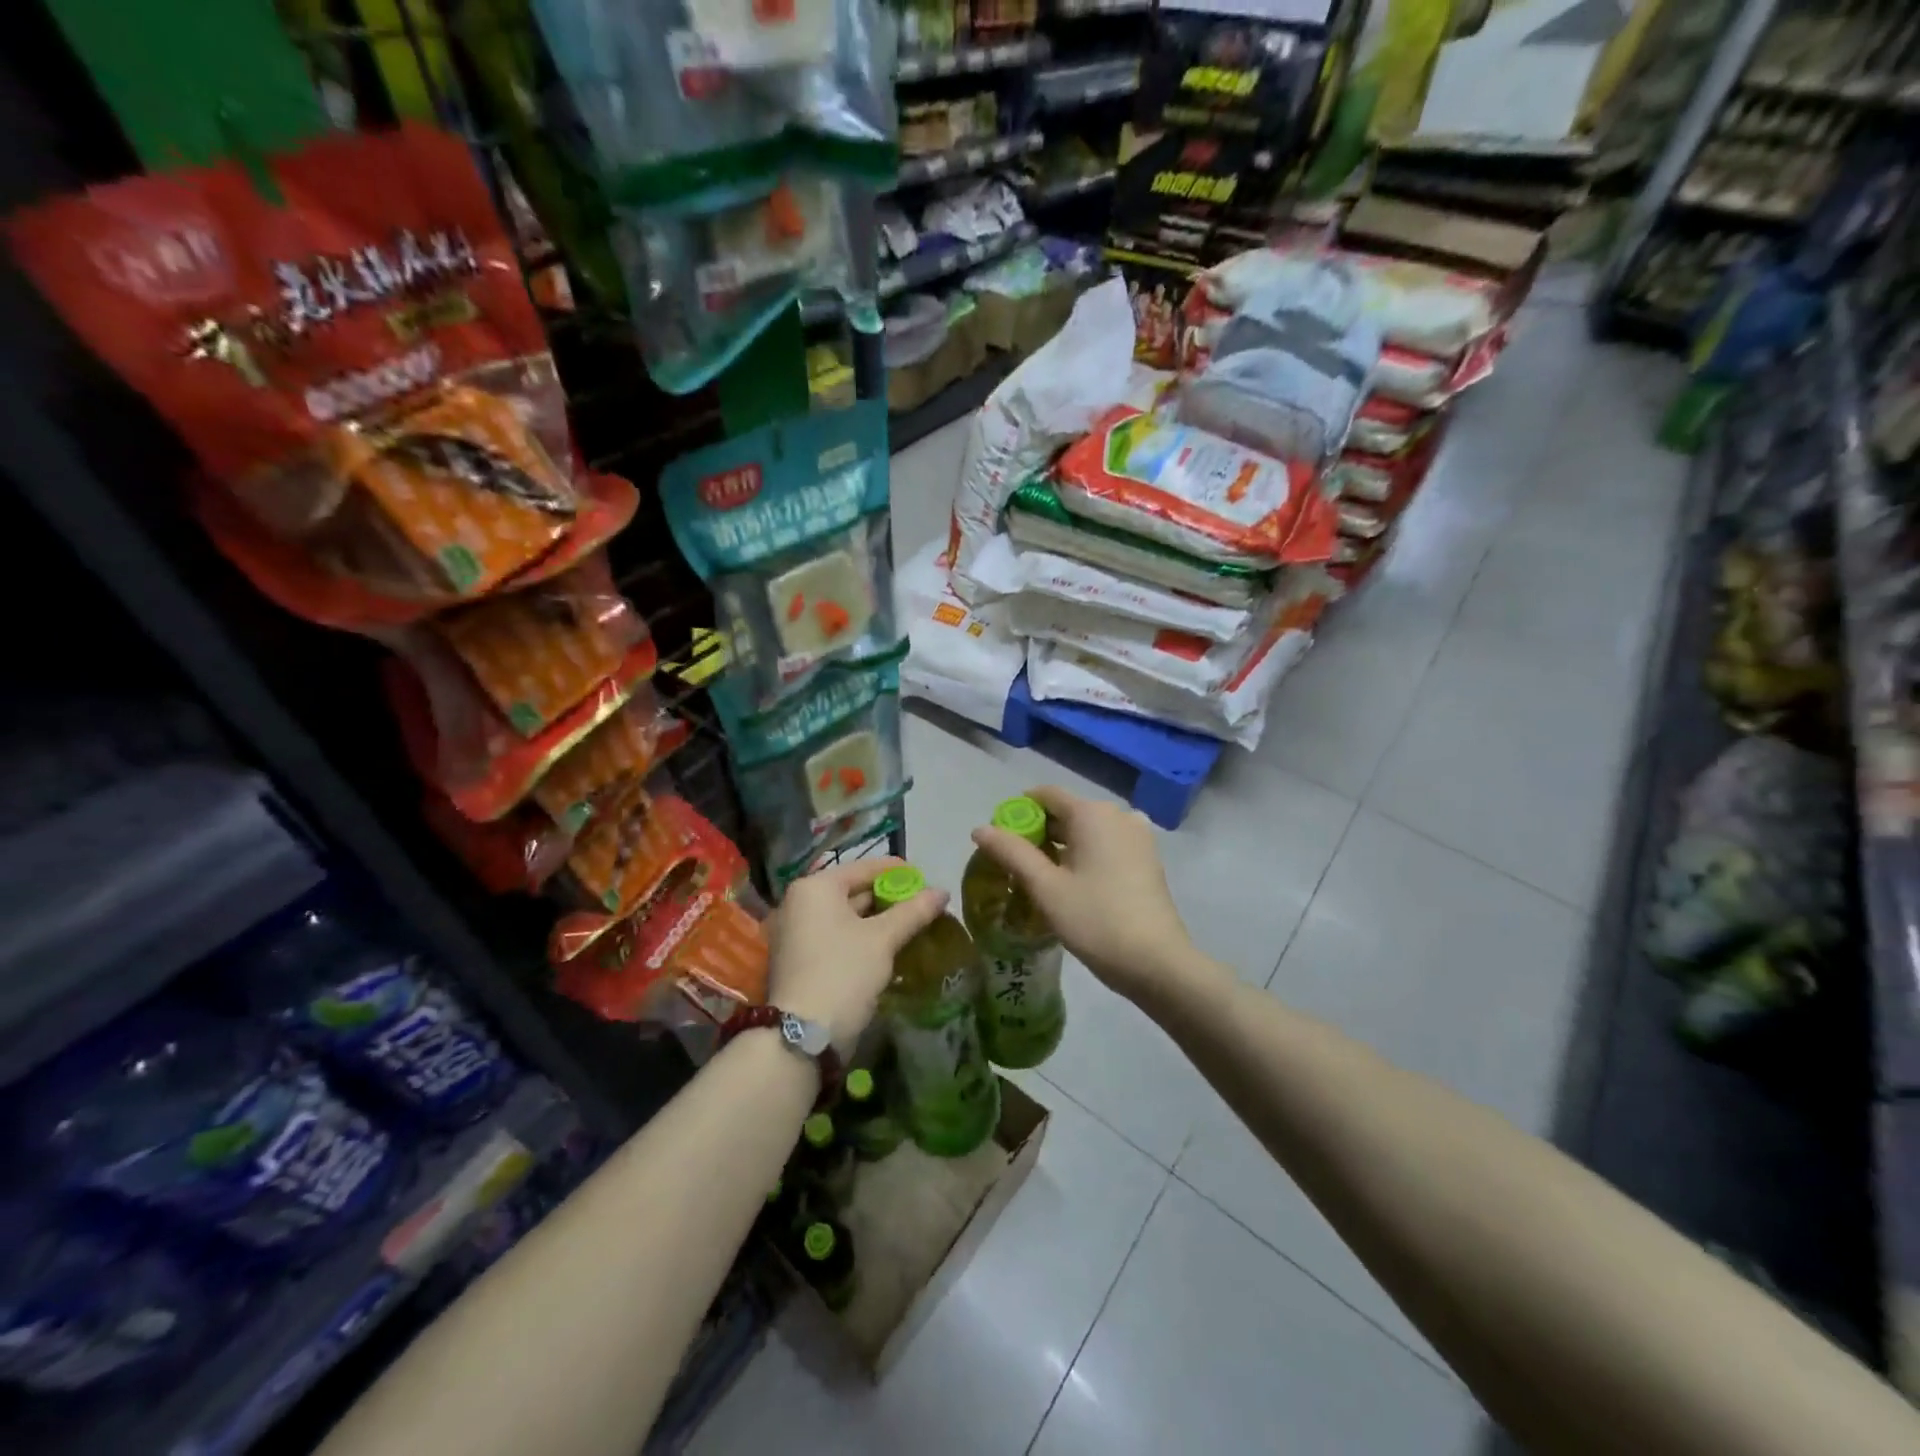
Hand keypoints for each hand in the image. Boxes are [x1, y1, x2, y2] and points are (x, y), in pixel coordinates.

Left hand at [765, 857, 947, 1048]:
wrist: (804, 1036)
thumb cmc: (844, 972)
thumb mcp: (883, 938)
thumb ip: (913, 911)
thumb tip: (943, 891)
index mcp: (815, 888)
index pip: (863, 867)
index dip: (897, 871)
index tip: (925, 877)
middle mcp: (799, 904)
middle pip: (853, 891)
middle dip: (889, 898)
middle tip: (922, 905)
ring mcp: (796, 933)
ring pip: (846, 917)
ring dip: (878, 920)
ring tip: (912, 925)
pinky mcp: (800, 960)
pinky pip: (836, 937)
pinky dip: (861, 938)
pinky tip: (889, 947)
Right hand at [970, 786, 1201, 1005]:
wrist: (1157, 962)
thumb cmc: (1096, 920)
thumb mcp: (1046, 888)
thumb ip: (1011, 853)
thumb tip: (980, 828)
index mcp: (1092, 813)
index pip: (1046, 794)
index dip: (1018, 811)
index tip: (1000, 837)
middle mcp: (1118, 814)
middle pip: (1068, 811)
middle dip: (1039, 831)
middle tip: (1015, 864)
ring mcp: (1138, 835)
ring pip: (1088, 829)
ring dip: (1062, 846)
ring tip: (1040, 877)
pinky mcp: (1148, 858)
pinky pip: (1107, 844)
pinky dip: (1086, 854)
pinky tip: (1073, 883)